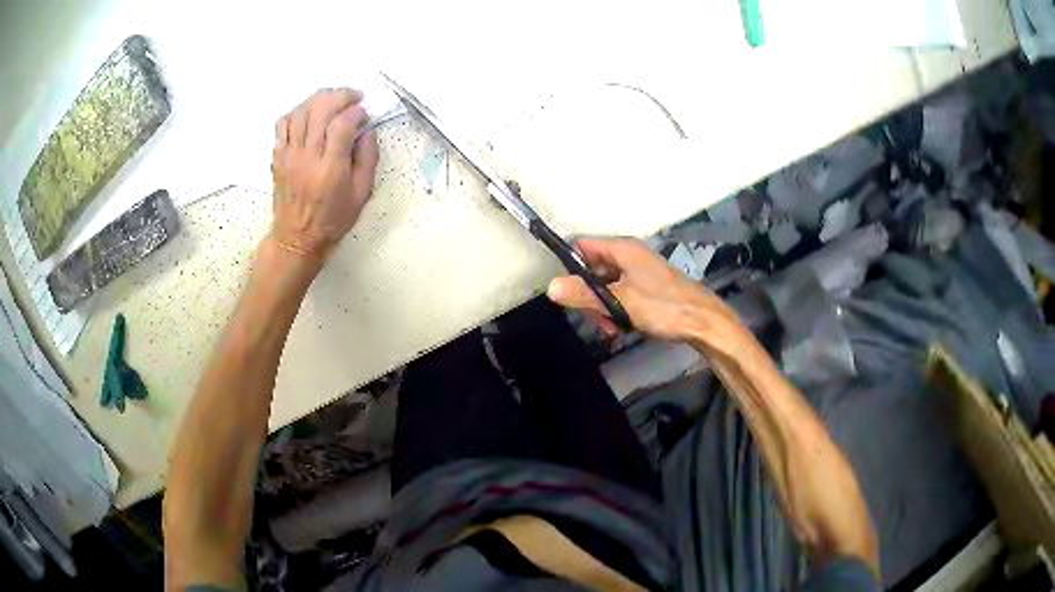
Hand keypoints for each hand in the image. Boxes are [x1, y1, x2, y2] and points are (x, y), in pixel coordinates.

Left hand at [269, 88, 379, 260]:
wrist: (296, 239)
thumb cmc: (333, 219)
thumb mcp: (362, 193)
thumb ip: (368, 158)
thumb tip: (367, 129)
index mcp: (331, 168)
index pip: (343, 124)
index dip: (357, 111)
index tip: (365, 114)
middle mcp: (307, 156)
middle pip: (320, 109)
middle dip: (340, 95)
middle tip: (353, 96)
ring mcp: (288, 155)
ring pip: (300, 111)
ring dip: (318, 99)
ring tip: (332, 101)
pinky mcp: (277, 157)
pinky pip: (282, 124)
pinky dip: (297, 112)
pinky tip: (309, 115)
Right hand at [546, 237, 747, 350]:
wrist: (703, 322)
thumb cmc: (663, 307)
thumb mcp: (621, 302)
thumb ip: (585, 295)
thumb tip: (550, 287)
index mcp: (622, 249)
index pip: (582, 246)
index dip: (570, 265)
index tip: (566, 290)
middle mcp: (629, 254)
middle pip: (592, 268)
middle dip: (588, 294)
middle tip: (595, 318)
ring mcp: (639, 271)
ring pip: (606, 284)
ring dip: (602, 306)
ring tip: (612, 328)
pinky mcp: (647, 286)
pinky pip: (621, 293)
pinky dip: (617, 309)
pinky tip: (622, 327)